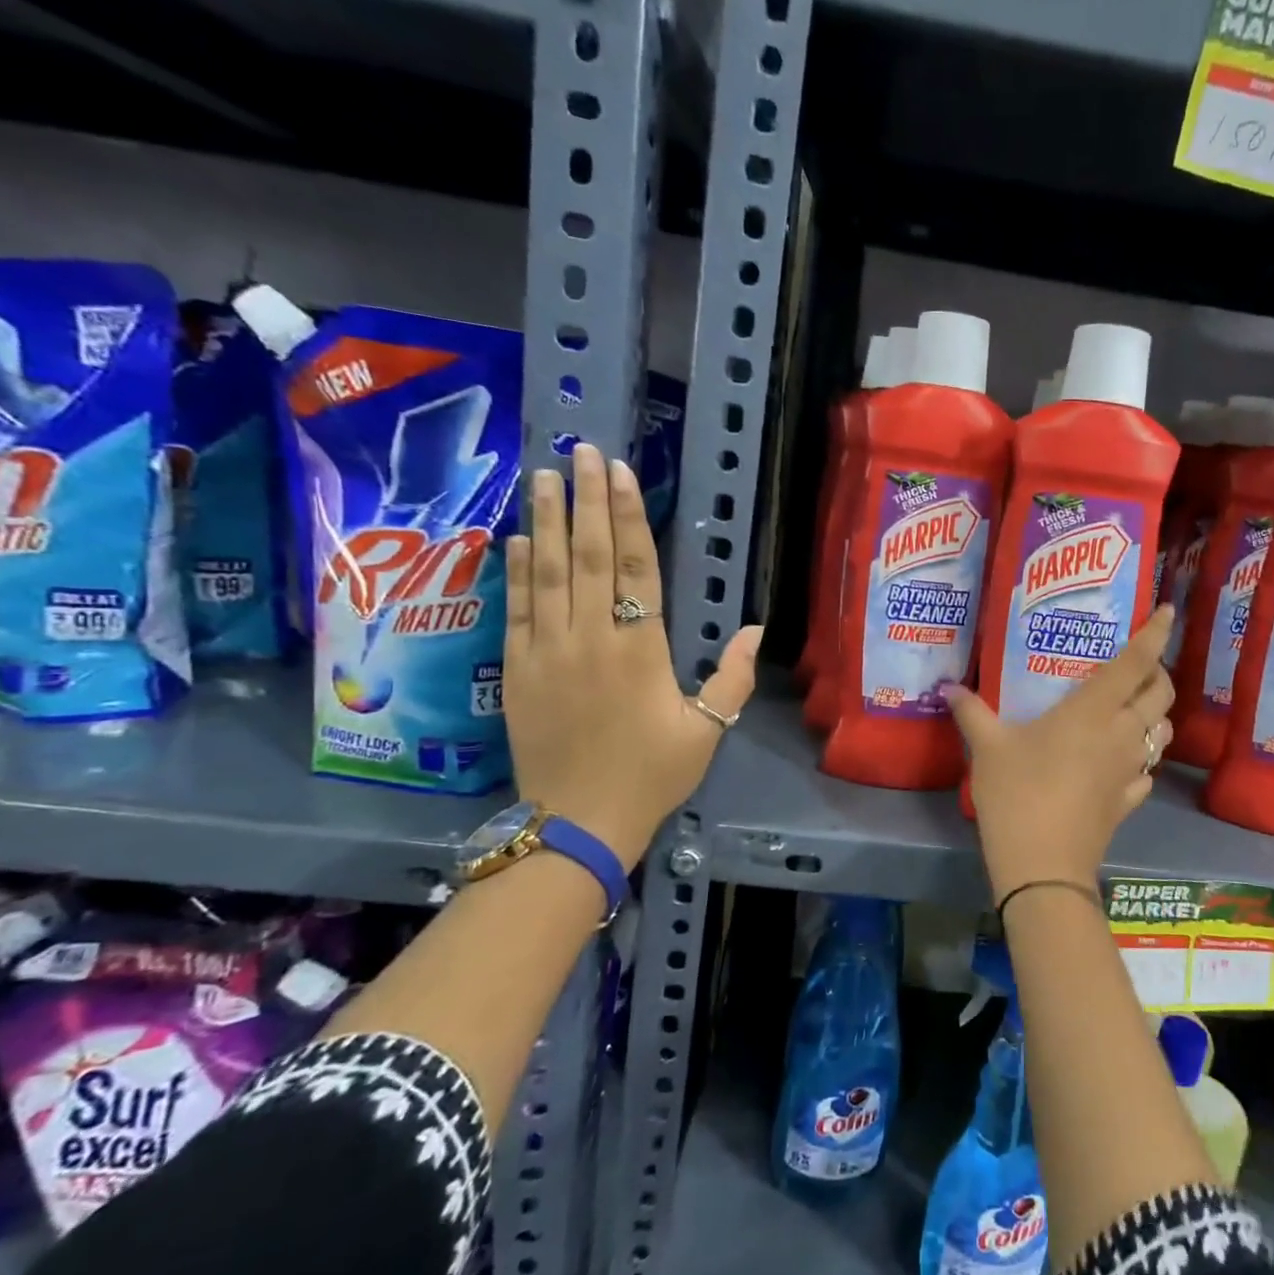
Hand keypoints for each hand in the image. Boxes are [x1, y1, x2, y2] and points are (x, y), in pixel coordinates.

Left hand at [502, 444, 760, 868]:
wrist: (577, 822)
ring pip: (546, 572)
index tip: (622, 474)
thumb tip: (757, 629)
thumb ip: (733, 678)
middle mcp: (591, 638)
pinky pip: (517, 608)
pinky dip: (516, 569)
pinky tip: (516, 537)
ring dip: (545, 520)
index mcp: (640, 650)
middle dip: (585, 500)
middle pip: (586, 556)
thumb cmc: (651, 774)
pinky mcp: (517, 669)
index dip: (627, 517)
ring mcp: (547, 651)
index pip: (634, 568)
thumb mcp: (706, 731)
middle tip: (582, 452)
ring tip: (544, 475)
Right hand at [946, 606, 1175, 903]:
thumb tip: (948, 686)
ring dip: (1155, 714)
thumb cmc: (1017, 794)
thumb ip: (972, 712)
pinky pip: (1147, 770)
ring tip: (1133, 708)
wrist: (1043, 865)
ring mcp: (1131, 769)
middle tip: (1138, 665)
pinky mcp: (1129, 801)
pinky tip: (1121, 761)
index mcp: (1094, 710)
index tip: (1168, 611)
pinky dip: (1142, 757)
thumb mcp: (988, 748)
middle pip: (1161, 694)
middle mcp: (1123, 733)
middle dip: (1158, 673)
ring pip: (1162, 731)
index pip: (1136, 662)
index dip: (1155, 634)